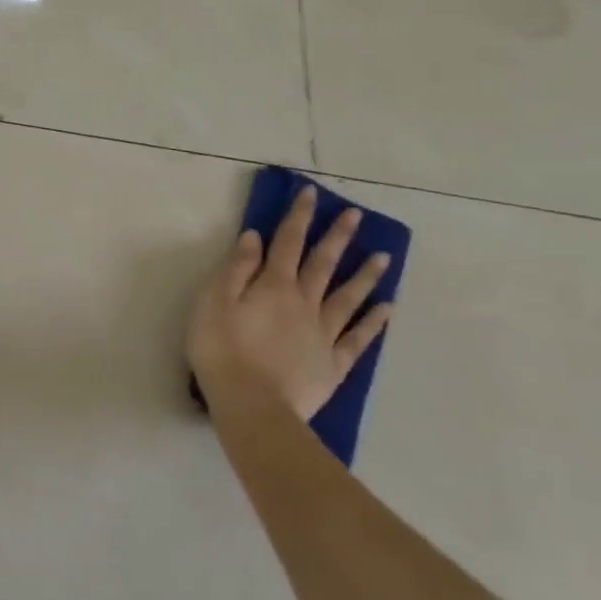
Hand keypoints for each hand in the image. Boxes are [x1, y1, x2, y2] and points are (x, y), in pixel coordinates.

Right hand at [186, 186, 392, 420]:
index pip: (287, 242)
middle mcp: (304, 303)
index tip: (311, 194)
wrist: (252, 406)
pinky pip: (358, 338)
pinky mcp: (333, 364)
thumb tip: (254, 237)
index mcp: (273, 286)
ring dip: (364, 275)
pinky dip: (374, 322)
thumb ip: (236, 269)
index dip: (298, 216)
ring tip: (383, 256)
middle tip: (356, 216)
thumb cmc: (222, 350)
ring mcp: (323, 334)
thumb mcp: (214, 302)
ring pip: (348, 297)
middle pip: (323, 264)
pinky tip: (387, 308)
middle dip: (337, 237)